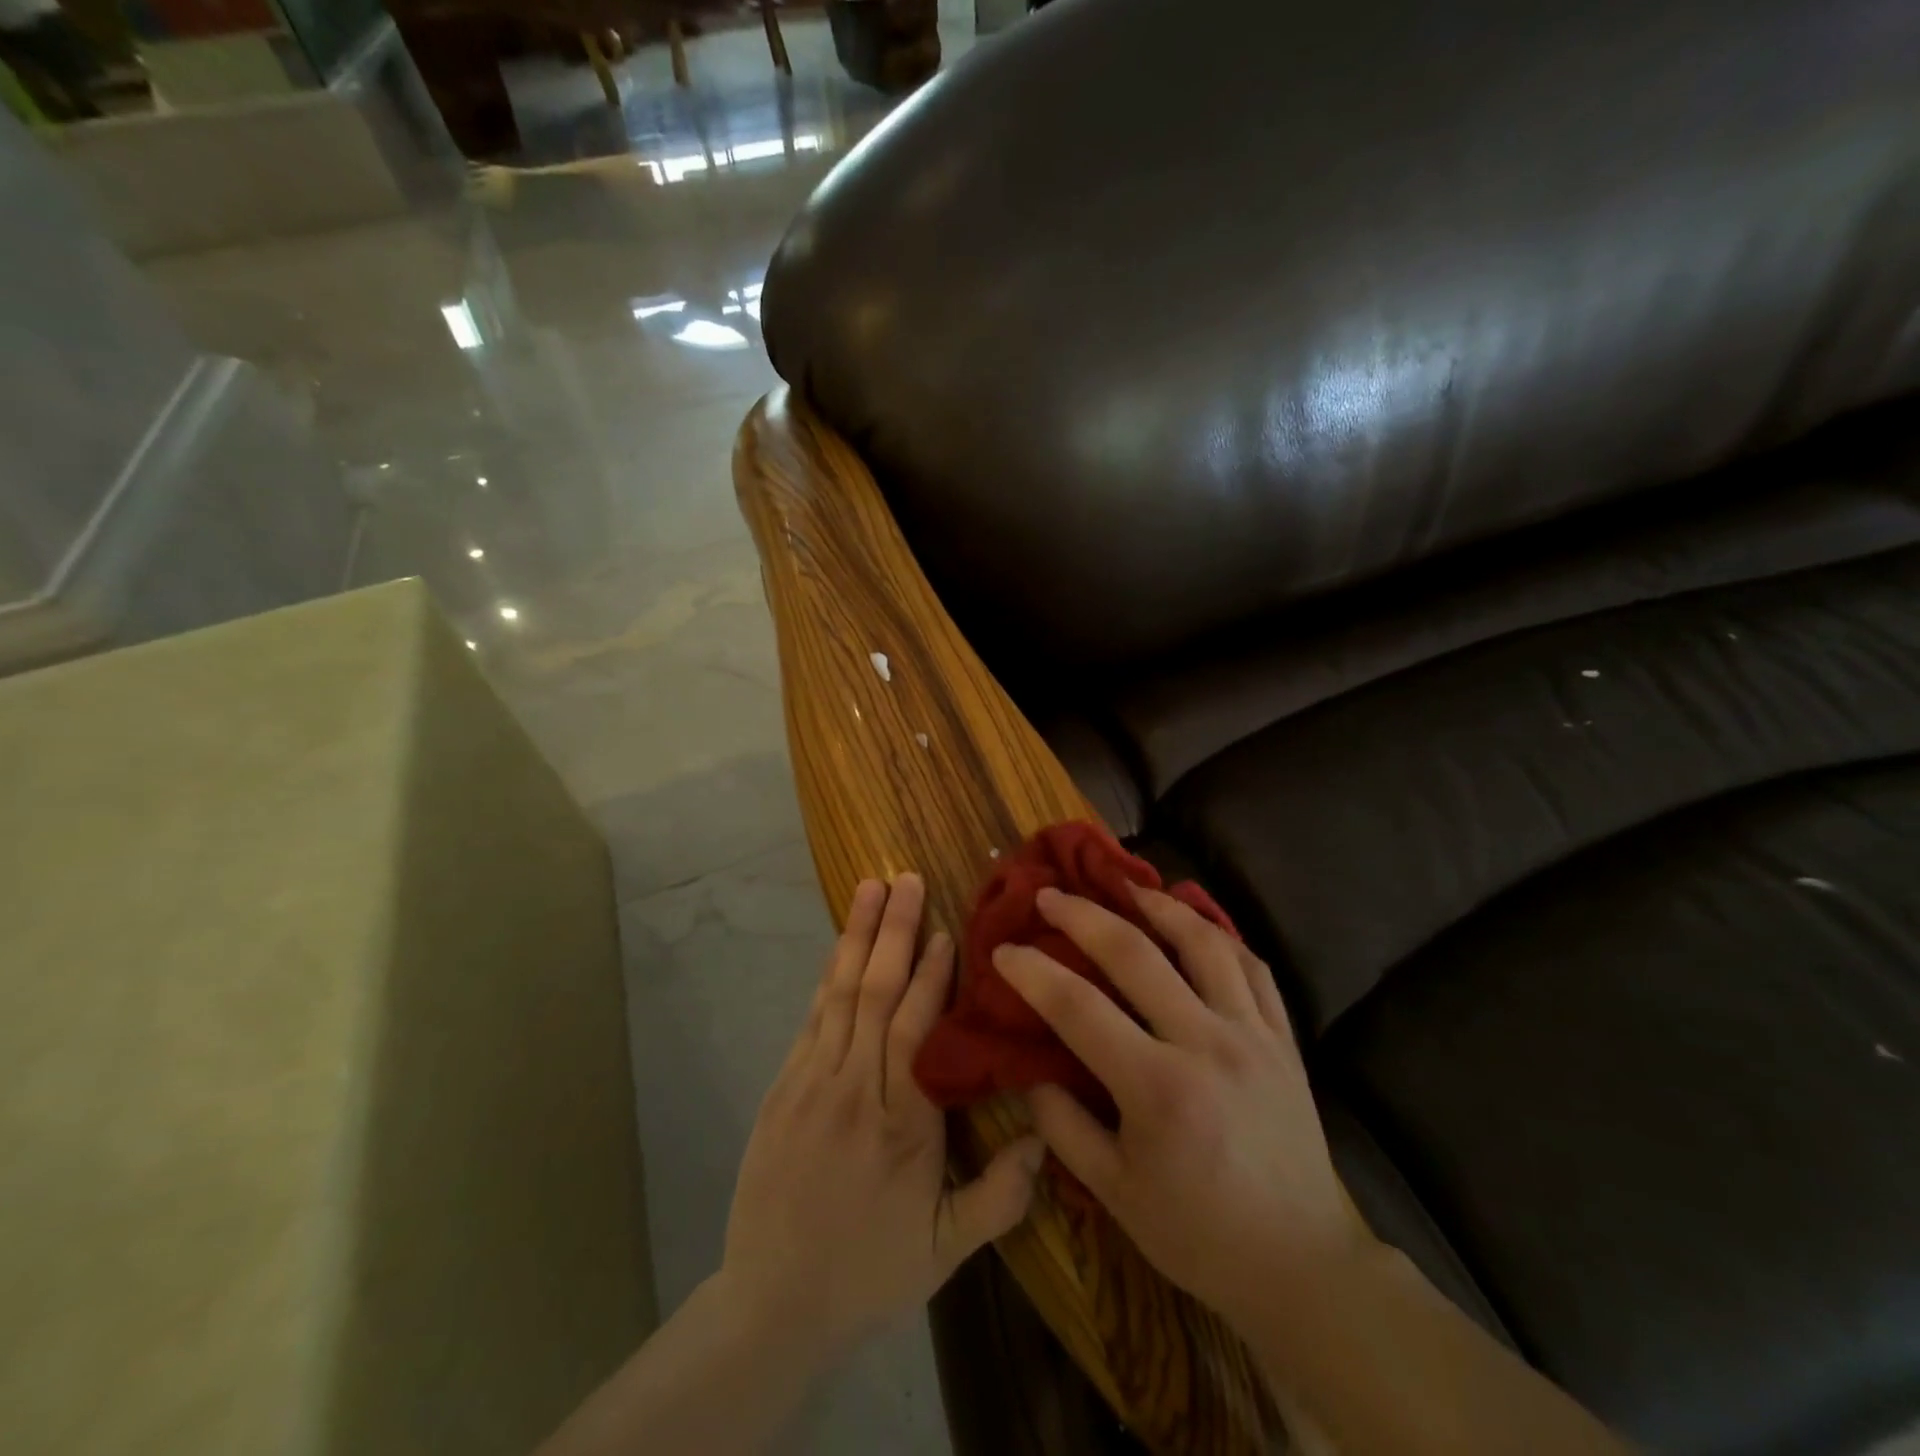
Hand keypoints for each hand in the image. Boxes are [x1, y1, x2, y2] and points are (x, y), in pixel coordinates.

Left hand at [720, 874, 1045, 1357]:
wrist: (772, 1302)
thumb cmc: (868, 1272)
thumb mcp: (945, 1251)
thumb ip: (1000, 1196)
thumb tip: (1044, 1136)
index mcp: (902, 1124)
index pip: (918, 1030)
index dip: (932, 976)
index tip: (945, 929)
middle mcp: (855, 1089)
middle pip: (877, 994)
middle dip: (894, 930)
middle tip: (906, 877)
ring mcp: (813, 1082)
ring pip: (840, 994)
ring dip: (857, 936)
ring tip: (870, 888)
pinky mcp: (785, 1086)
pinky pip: (812, 1018)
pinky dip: (829, 975)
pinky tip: (840, 946)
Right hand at [993, 883, 1373, 1327]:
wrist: (1301, 1264)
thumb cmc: (1199, 1234)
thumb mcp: (1114, 1194)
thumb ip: (1063, 1127)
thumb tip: (1031, 1069)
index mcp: (1157, 1088)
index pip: (1078, 1007)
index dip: (1032, 972)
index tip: (1003, 950)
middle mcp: (1206, 1044)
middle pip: (1135, 954)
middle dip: (1083, 916)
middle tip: (1050, 895)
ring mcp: (1251, 1034)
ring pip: (1203, 943)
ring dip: (1159, 905)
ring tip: (1126, 886)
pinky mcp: (1283, 1039)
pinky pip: (1253, 966)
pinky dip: (1220, 935)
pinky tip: (1195, 922)